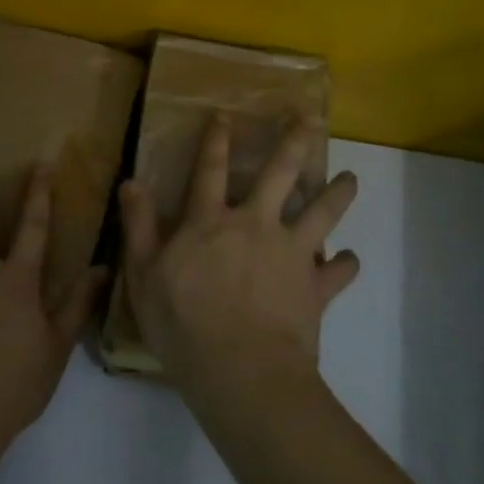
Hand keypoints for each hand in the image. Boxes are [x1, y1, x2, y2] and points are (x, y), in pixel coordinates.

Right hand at [118, 114, 359, 395]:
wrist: (240, 369)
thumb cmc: (182, 323)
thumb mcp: (144, 275)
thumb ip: (138, 226)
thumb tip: (131, 182)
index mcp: (211, 222)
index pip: (211, 170)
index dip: (216, 140)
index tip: (226, 114)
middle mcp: (256, 225)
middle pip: (281, 175)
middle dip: (295, 142)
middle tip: (311, 119)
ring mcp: (291, 254)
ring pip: (322, 213)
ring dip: (338, 193)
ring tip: (352, 179)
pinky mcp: (315, 287)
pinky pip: (338, 271)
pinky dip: (345, 264)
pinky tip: (350, 260)